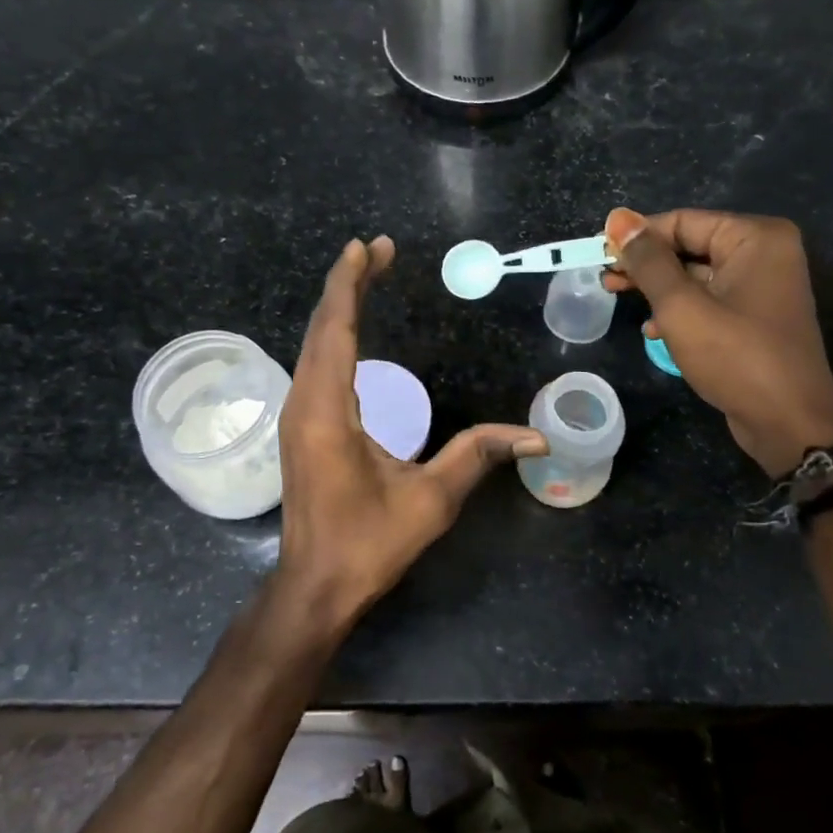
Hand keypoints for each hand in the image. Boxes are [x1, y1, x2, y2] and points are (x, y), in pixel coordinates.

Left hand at [273, 236, 545, 635]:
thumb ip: (478, 456)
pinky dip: (332, 333)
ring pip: (314, 344)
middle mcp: (304, 402)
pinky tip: (349, 327)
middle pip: (322, 327)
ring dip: (338, 306)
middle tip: (377, 250)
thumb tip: (536, 436)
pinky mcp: (300, 426)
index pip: (335, 330)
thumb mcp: (430, 500)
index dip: (350, 284)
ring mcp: (296, 414)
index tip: (367, 247)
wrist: (314, 586)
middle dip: (347, 283)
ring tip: (366, 274)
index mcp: (327, 411)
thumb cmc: (368, 544)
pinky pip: (314, 363)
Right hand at [602, 207, 832, 476]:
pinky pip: (709, 299)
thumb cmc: (735, 357)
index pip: (682, 221)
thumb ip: (648, 260)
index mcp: (755, 238)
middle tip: (604, 278)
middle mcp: (764, 253)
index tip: (598, 254)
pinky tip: (653, 330)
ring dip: (657, 288)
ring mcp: (762, 286)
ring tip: (616, 297)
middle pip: (689, 245)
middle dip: (645, 263)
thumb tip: (618, 217)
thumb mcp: (681, 306)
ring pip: (695, 274)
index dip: (637, 236)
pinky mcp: (755, 316)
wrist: (789, 424)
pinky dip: (679, 309)